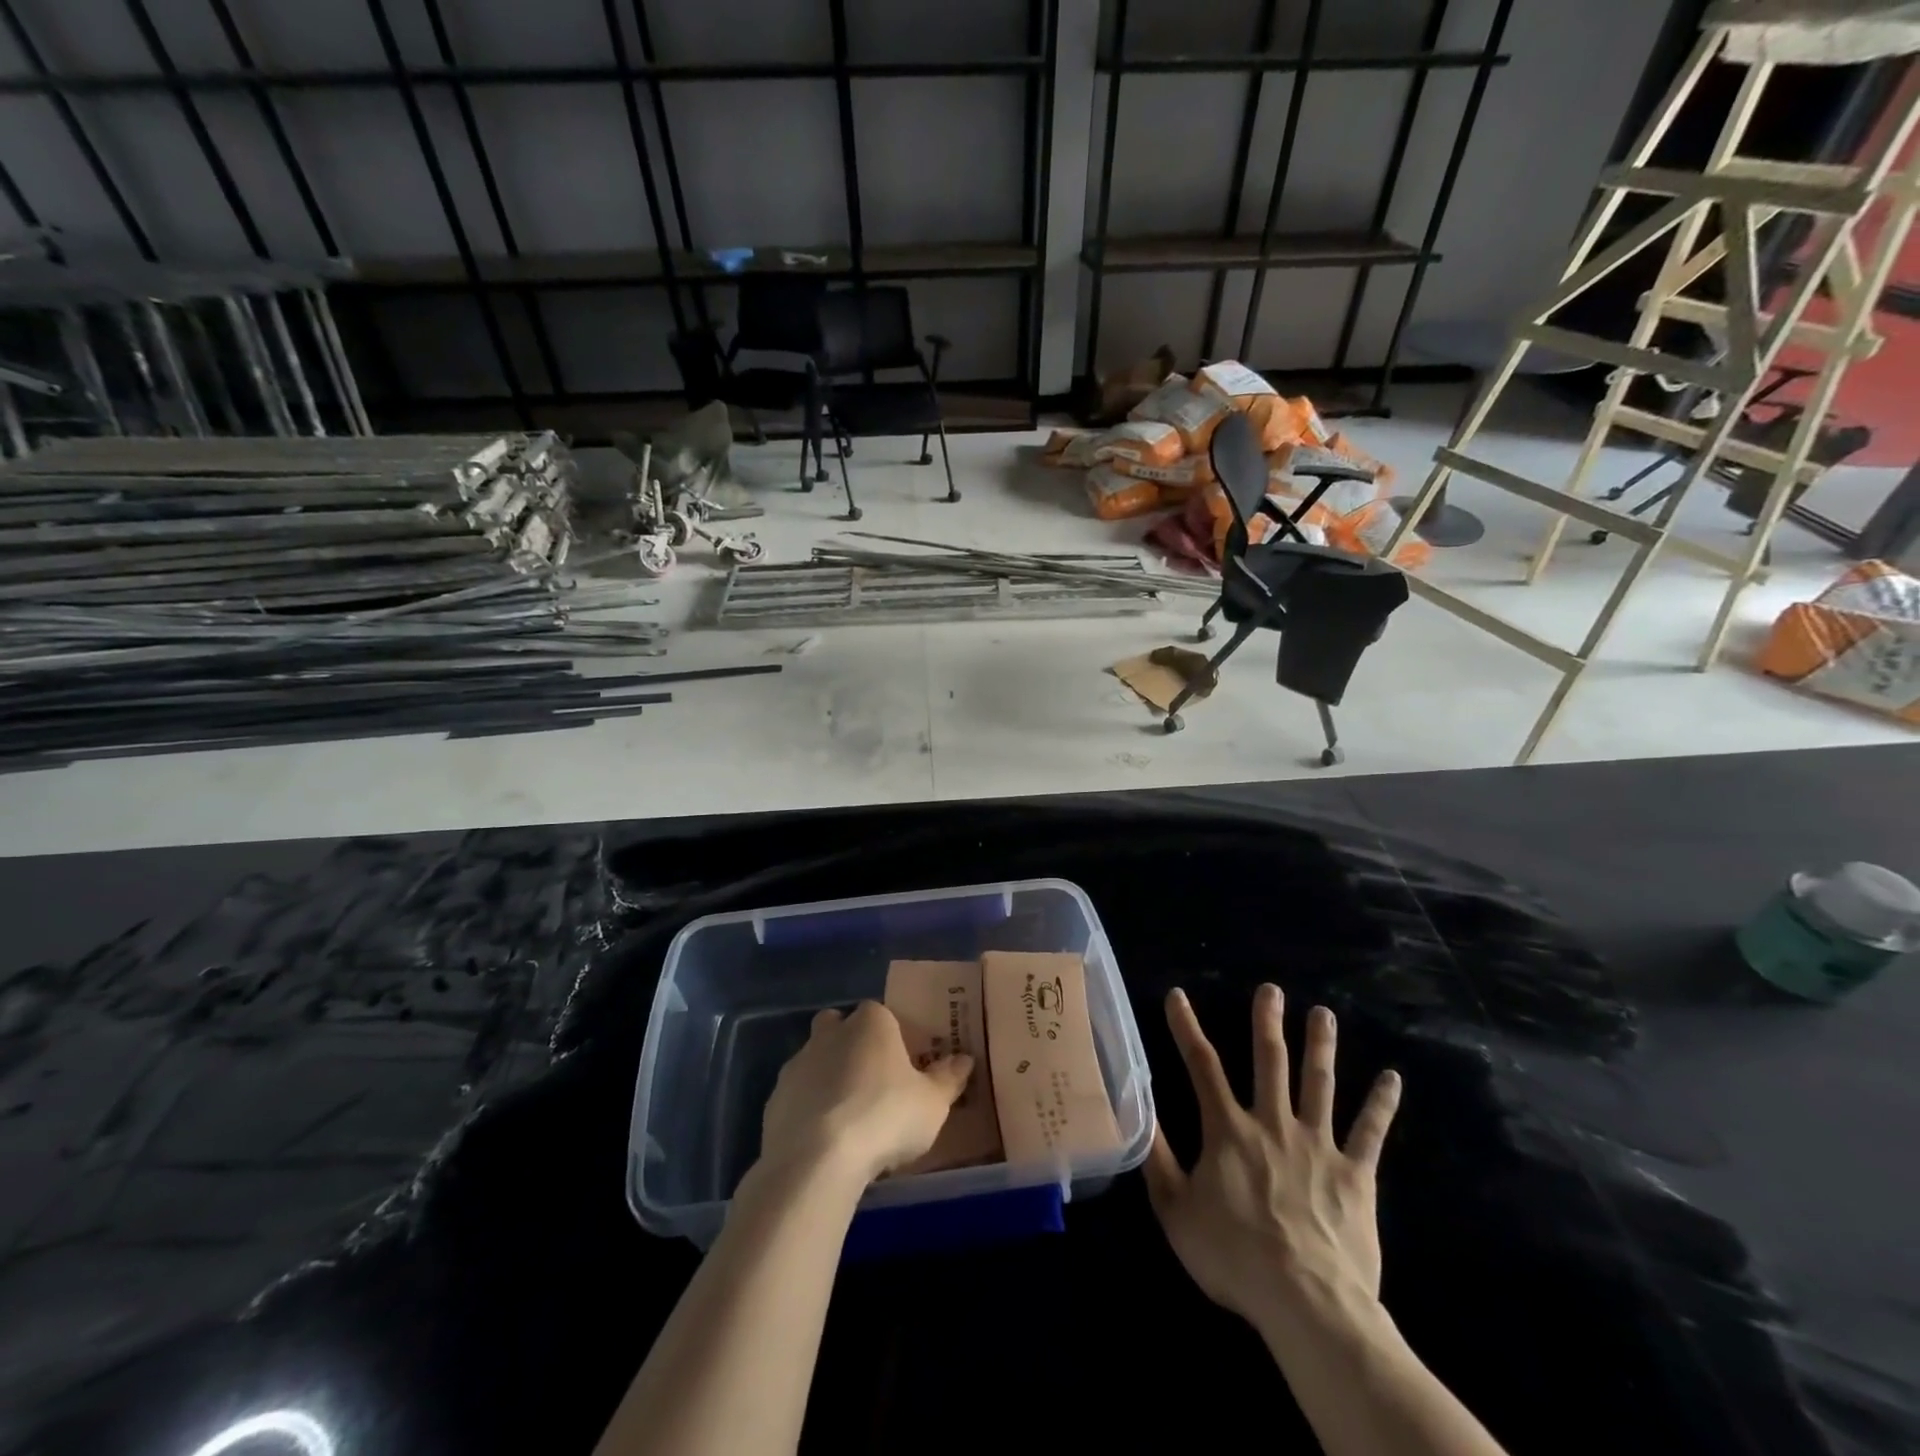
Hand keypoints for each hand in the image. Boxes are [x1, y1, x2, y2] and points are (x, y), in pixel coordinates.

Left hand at [759, 1001, 972, 1186]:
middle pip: (838, 1027)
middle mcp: (830, 1033)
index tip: (901, 1064)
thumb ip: (948, 1079)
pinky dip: (808, 1110)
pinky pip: (796, 1097)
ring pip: (814, 1060)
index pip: (881, 1013)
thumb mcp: (932, 1103)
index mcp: (871, 1023)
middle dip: (849, 1044)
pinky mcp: (774, 1100)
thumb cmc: (885, 1117)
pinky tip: (823, 1141)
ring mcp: (797, 1064)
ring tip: (848, 1119)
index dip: (891, 1035)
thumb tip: (964, 1059)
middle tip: (870, 1081)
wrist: (817, 1160)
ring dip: (827, 1079)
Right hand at [1145, 985, 1400, 1333]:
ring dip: (1320, 1045)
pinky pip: (1371, 1133)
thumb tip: (1139, 1110)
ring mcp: (1318, 1145)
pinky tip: (1392, 1077)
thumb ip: (1158, 1157)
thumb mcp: (1176, 1211)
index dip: (1186, 1027)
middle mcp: (1273, 1123)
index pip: (1201, 1065)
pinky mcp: (1355, 1174)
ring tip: (1323, 1013)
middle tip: (1271, 989)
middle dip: (1267, 1022)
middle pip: (1269, 1061)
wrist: (1307, 1302)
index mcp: (1228, 1130)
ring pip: (1319, 1083)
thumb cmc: (1234, 1257)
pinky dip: (1381, 1104)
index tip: (1178, 995)